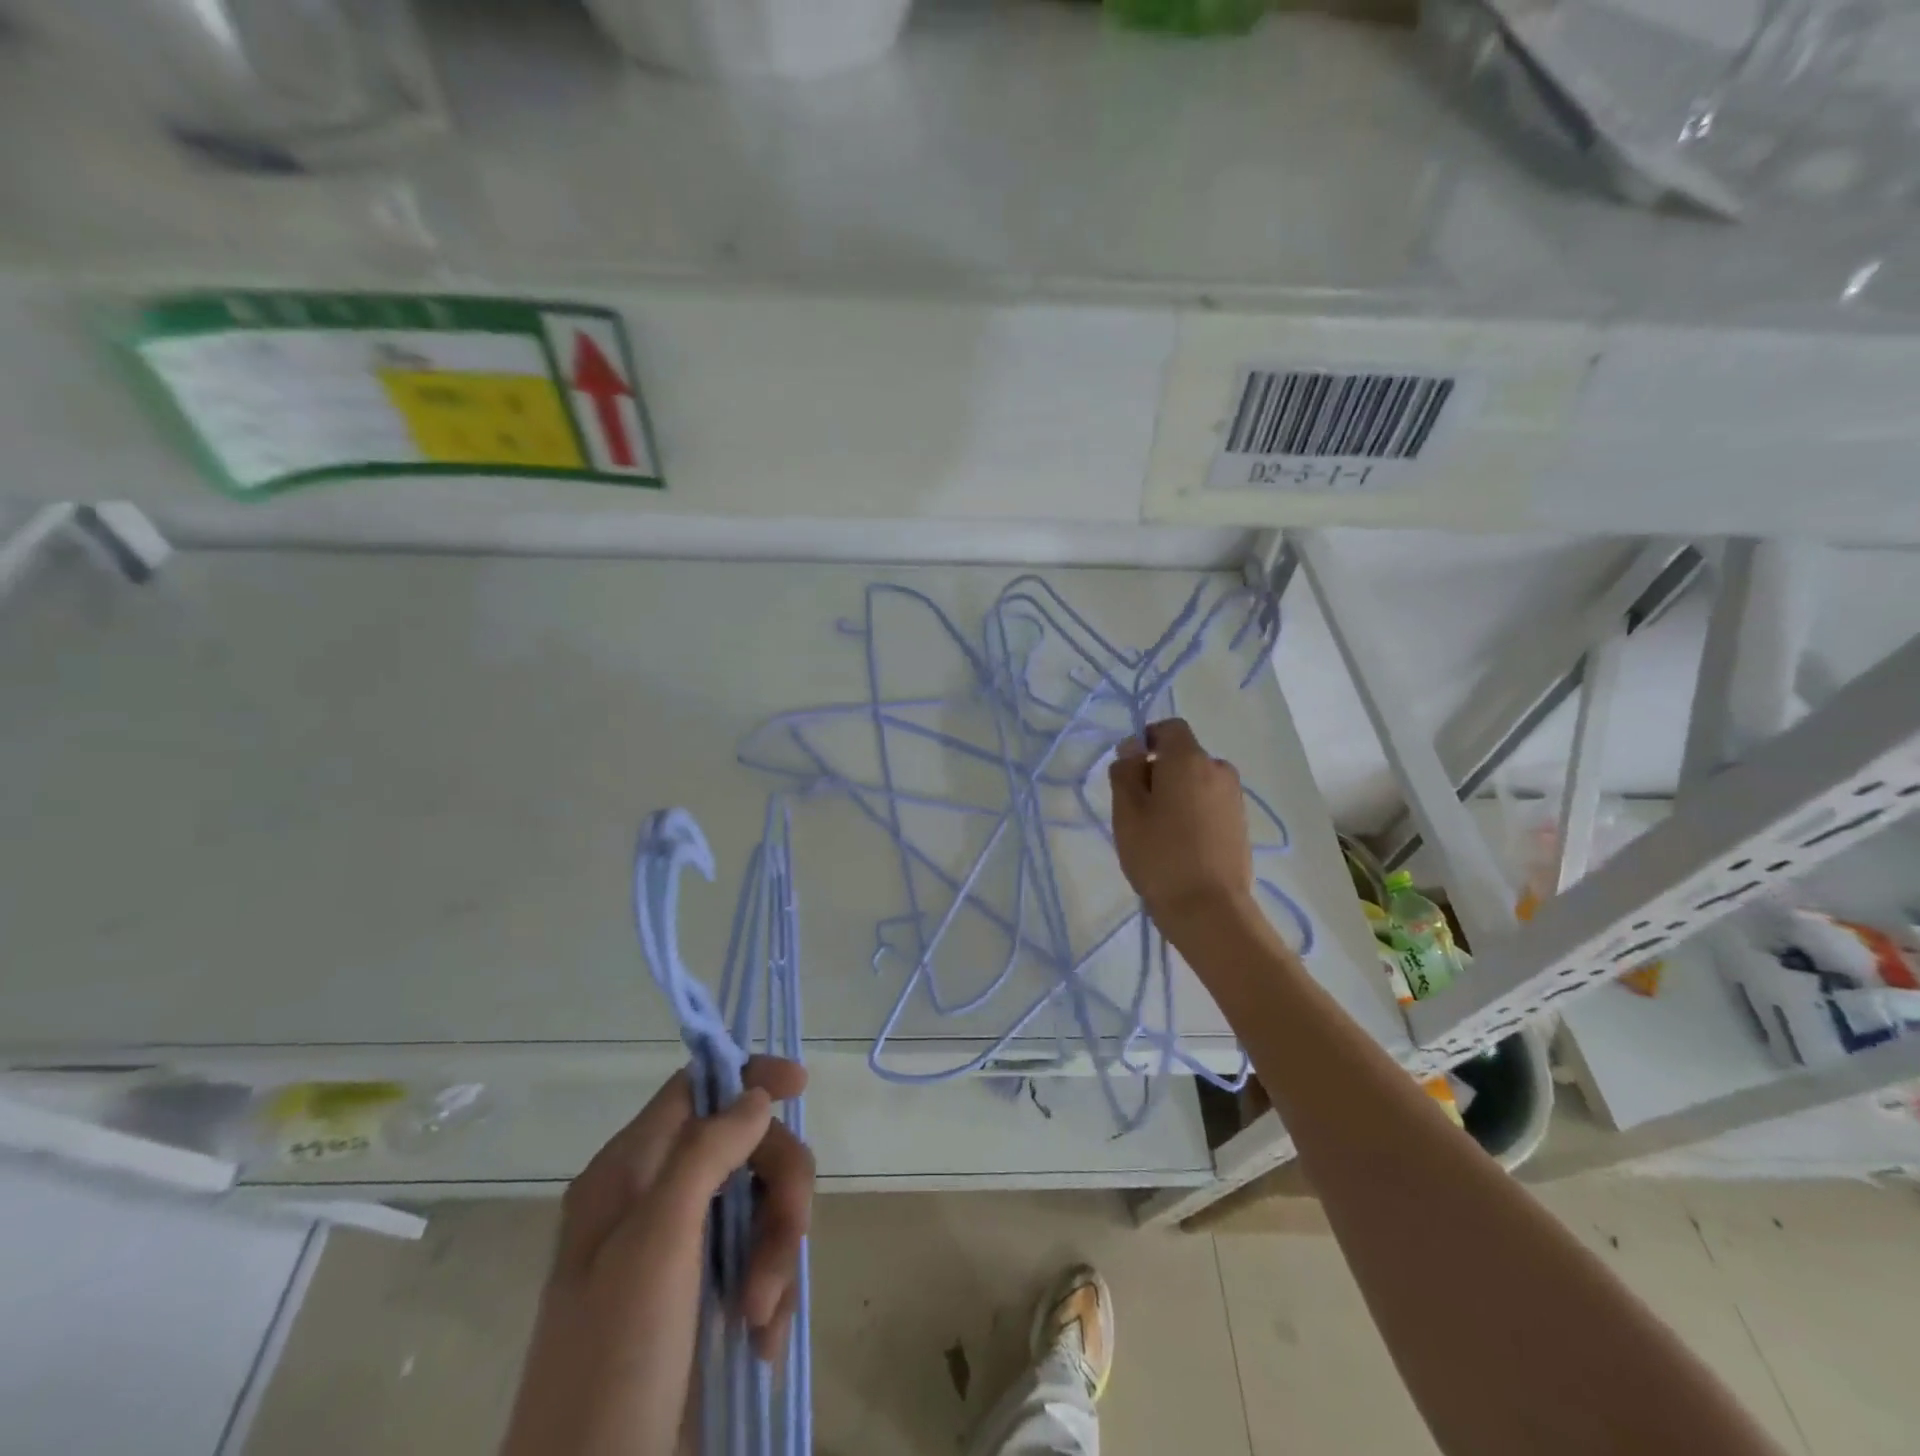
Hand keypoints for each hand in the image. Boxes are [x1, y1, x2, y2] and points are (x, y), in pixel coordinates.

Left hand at [500, 1057, 812, 1455]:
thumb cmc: (614, 1360)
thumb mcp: (657, 1244)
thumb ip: (705, 1153)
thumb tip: (755, 1093)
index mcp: (629, 1173)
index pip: (695, 1088)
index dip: (748, 1077)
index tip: (800, 1087)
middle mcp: (656, 1200)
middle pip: (744, 1147)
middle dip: (778, 1189)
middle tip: (791, 1236)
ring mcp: (683, 1251)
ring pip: (761, 1205)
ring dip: (778, 1252)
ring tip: (760, 1316)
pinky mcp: (707, 1298)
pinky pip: (762, 1261)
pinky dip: (772, 1293)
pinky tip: (761, 1340)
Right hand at [1109, 718, 1254, 935]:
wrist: (1208, 909)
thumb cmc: (1159, 855)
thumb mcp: (1127, 811)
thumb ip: (1126, 771)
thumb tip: (1133, 747)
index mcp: (1189, 759)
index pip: (1170, 728)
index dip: (1148, 739)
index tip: (1130, 769)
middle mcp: (1218, 769)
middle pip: (1183, 756)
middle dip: (1159, 771)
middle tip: (1137, 808)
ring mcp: (1234, 797)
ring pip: (1197, 781)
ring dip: (1176, 793)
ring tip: (1158, 830)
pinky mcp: (1240, 823)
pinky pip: (1210, 802)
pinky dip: (1193, 811)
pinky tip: (1180, 843)